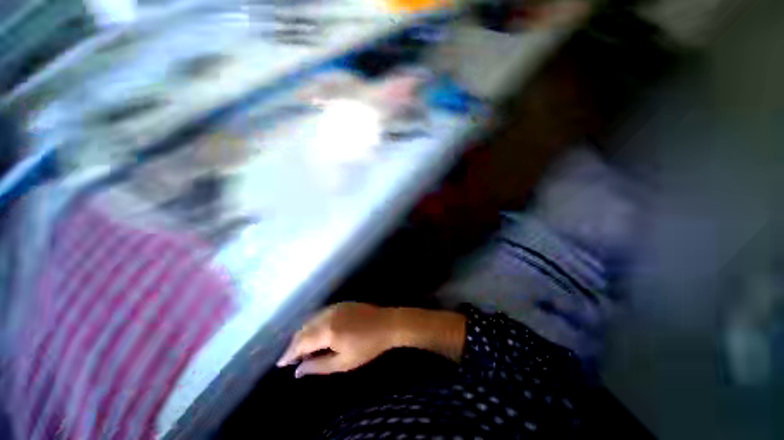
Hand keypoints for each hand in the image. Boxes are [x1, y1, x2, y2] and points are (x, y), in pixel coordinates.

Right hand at [276, 303, 398, 377]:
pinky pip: (320, 314)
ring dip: (303, 333)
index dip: (289, 353)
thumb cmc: (367, 346)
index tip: (281, 363)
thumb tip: (298, 370)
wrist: (387, 324)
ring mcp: (334, 307)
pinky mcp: (341, 304)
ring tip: (302, 348)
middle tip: (292, 358)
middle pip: (303, 329)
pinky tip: (315, 333)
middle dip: (295, 344)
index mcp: (327, 331)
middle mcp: (327, 316)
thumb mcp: (344, 362)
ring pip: (311, 320)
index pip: (301, 342)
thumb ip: (318, 366)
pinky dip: (313, 324)